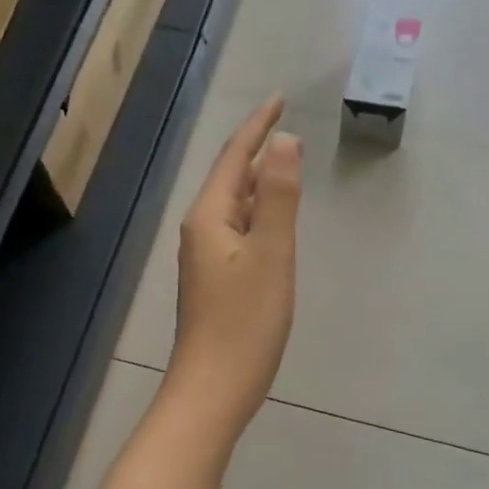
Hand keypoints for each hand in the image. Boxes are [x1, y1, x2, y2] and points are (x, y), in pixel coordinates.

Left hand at [165, 97, 301, 434]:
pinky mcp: (215, 283)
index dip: (258, 126)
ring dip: (259, 184)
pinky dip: (258, 216)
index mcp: (210, 217)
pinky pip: (238, 233)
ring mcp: (206, 259)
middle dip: (258, 151)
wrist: (213, 390)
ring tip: (285, 166)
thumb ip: (280, 198)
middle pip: (231, 179)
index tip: (280, 99)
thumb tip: (284, 142)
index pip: (235, 158)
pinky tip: (273, 223)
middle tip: (287, 128)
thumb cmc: (245, 324)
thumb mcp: (272, 255)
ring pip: (235, 207)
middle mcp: (201, 232)